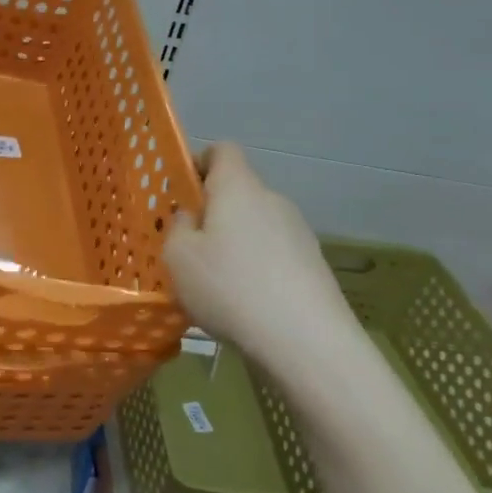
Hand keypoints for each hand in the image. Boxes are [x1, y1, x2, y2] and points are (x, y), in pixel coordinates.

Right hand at [162, 143, 363, 383]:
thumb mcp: (178, 257)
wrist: (306, 342)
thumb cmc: (230, 287)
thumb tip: (191, 217)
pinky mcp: (313, 265)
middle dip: (213, 212)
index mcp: (238, 187)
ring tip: (216, 283)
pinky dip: (256, 268)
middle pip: (238, 191)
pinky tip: (245, 303)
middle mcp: (272, 200)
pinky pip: (273, 254)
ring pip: (255, 225)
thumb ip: (178, 227)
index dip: (199, 162)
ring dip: (235, 243)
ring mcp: (298, 232)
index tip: (181, 192)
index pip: (222, 150)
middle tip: (189, 246)